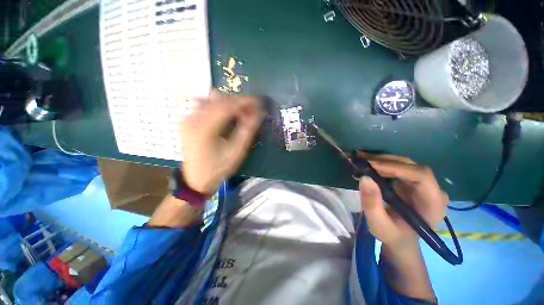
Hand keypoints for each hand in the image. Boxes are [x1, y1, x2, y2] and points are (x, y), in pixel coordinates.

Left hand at [180, 89, 264, 193]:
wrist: (195, 180)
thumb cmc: (218, 169)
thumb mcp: (236, 153)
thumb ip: (247, 131)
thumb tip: (259, 114)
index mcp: (205, 129)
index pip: (228, 106)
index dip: (245, 102)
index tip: (259, 102)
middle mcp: (193, 120)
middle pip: (220, 101)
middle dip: (239, 102)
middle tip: (253, 108)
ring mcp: (188, 119)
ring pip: (212, 101)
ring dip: (230, 103)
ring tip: (242, 111)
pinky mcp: (188, 122)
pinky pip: (204, 106)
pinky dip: (219, 105)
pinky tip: (226, 111)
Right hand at [358, 152, 448, 248]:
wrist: (400, 238)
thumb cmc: (392, 235)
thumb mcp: (379, 225)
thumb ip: (372, 204)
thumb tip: (364, 178)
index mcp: (433, 204)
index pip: (421, 176)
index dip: (396, 167)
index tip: (370, 165)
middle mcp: (433, 190)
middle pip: (411, 166)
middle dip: (385, 160)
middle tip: (361, 158)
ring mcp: (423, 184)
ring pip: (404, 163)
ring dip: (381, 159)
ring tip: (360, 159)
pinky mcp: (412, 181)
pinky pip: (397, 167)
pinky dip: (381, 163)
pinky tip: (367, 163)